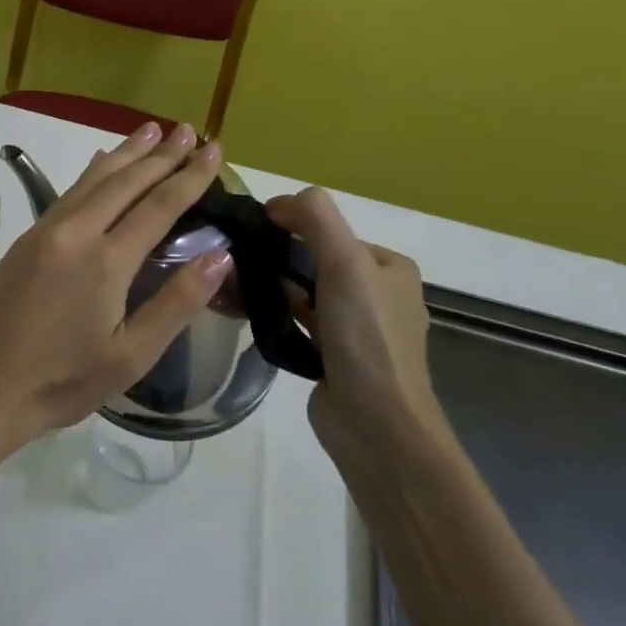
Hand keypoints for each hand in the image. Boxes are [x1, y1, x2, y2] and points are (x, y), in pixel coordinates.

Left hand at [0, 122, 232, 451]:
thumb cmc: (64, 380)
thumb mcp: (132, 355)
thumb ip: (177, 302)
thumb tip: (221, 256)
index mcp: (106, 261)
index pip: (159, 205)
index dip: (190, 177)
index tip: (214, 150)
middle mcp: (76, 232)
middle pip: (125, 181)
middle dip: (161, 154)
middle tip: (189, 129)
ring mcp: (46, 231)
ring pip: (93, 179)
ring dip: (126, 152)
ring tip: (152, 129)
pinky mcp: (27, 239)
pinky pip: (69, 192)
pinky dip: (94, 172)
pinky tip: (102, 161)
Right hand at [264, 187, 443, 464]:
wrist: (376, 423)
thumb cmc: (366, 337)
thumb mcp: (346, 263)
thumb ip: (316, 219)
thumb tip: (279, 201)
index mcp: (390, 267)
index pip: (331, 230)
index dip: (292, 225)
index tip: (252, 232)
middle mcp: (378, 294)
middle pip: (315, 260)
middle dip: (278, 258)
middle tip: (237, 261)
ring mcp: (357, 329)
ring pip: (304, 292)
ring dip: (273, 287)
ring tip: (235, 286)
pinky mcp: (334, 357)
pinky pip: (298, 322)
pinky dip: (276, 315)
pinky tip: (249, 315)